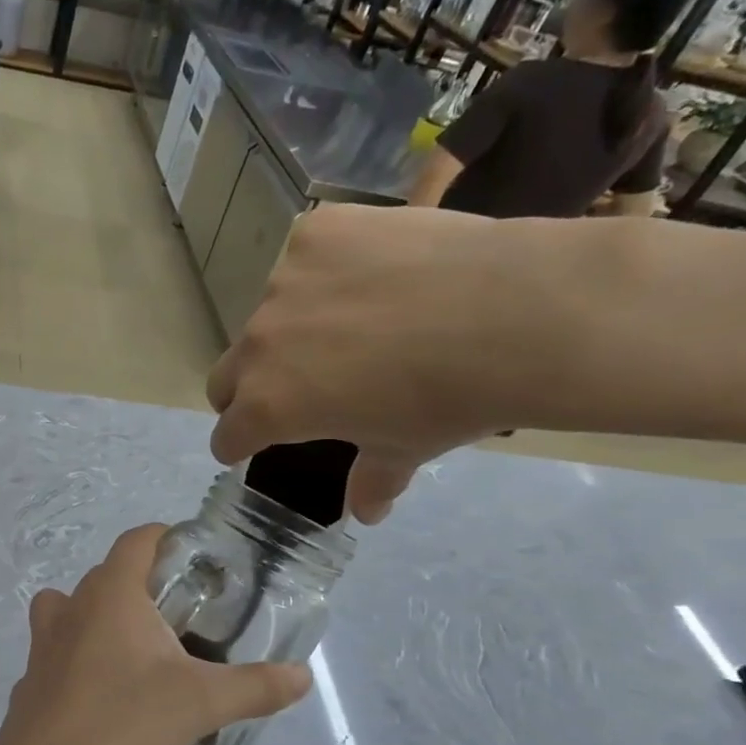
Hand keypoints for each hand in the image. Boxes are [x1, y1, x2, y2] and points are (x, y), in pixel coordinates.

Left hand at [0, 526, 310, 744]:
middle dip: (144, 583)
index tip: (194, 557)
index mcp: (112, 594)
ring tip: (138, 648)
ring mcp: (43, 642)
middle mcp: (72, 606)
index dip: (165, 537)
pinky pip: (58, 648)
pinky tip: (104, 691)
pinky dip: (80, 654)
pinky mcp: (31, 677)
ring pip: (73, 606)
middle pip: (108, 574)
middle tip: (184, 614)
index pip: (136, 540)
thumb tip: (303, 676)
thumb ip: (255, 687)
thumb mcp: (201, 704)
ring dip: (103, 614)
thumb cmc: (123, 723)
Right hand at [205, 205, 563, 522]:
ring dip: (294, 325)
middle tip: (299, 384)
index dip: (239, 443)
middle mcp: (259, 344)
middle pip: (227, 374)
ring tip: (359, 316)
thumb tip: (367, 512)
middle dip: (248, 388)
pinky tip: (378, 270)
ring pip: (270, 312)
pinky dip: (328, 269)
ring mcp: (283, 281)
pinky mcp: (316, 232)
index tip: (253, 441)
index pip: (226, 433)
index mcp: (269, 405)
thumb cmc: (452, 399)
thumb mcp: (406, 447)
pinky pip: (305, 257)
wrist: (518, 313)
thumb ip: (371, 479)